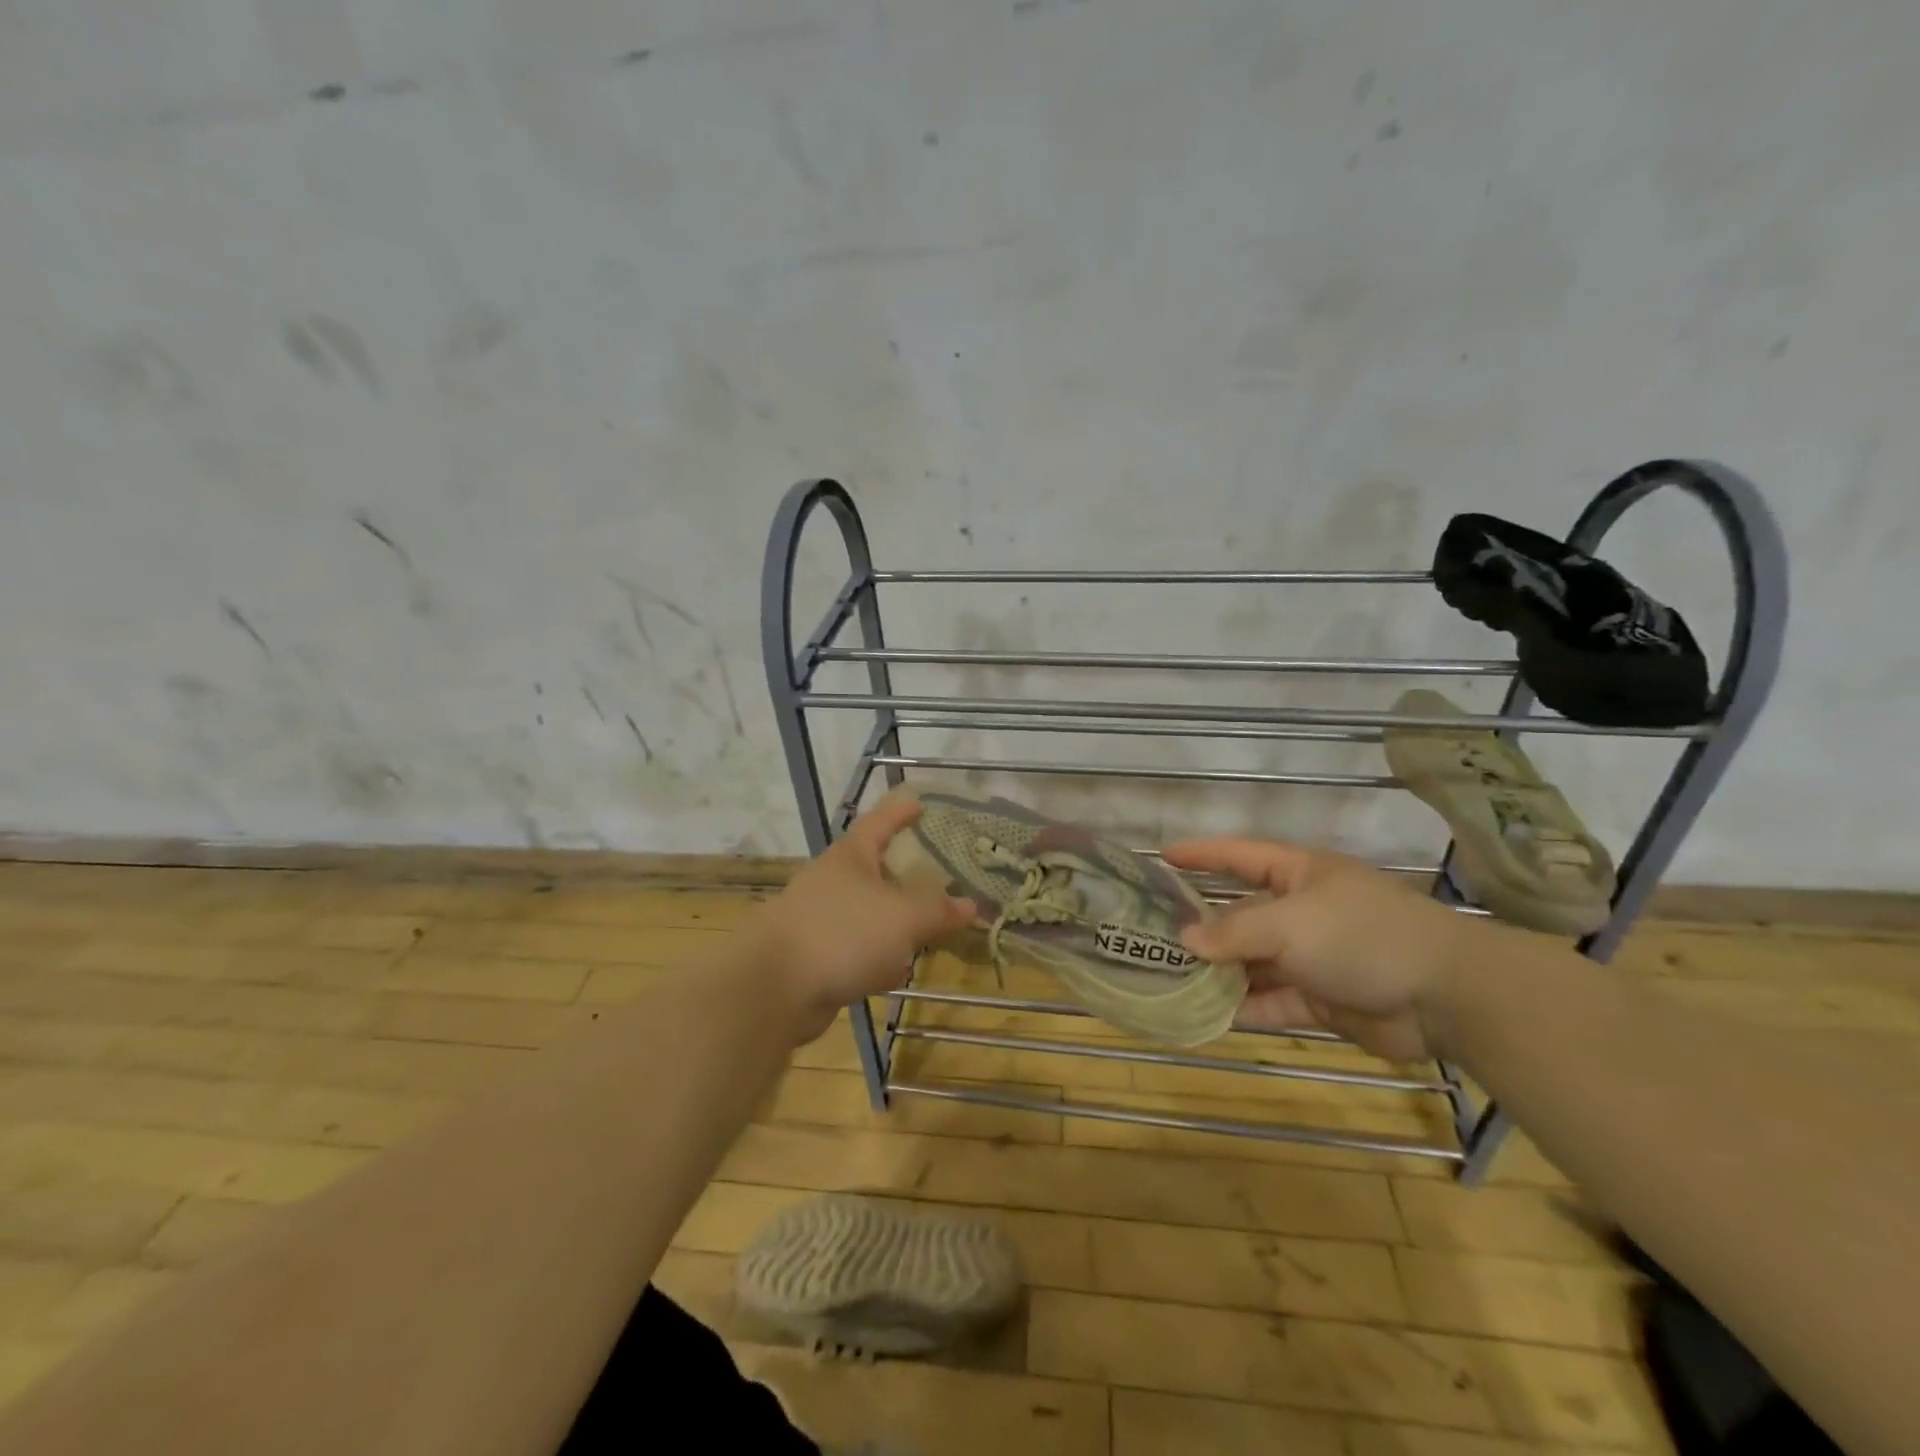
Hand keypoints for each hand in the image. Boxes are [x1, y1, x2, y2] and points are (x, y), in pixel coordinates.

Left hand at [748, 797, 974, 1042]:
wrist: (774, 988)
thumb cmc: (843, 932)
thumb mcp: (904, 917)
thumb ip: (939, 911)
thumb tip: (971, 905)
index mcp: (851, 857)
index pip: (880, 822)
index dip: (901, 812)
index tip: (921, 804)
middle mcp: (833, 882)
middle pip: (875, 870)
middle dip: (905, 876)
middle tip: (939, 878)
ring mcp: (821, 919)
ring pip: (868, 914)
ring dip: (894, 922)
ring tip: (928, 929)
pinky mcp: (815, 957)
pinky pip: (856, 950)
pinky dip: (877, 957)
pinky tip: (897, 972)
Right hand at [1161, 838, 1479, 1062]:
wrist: (1446, 997)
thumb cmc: (1361, 936)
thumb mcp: (1290, 924)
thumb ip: (1234, 932)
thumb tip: (1185, 940)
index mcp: (1298, 874)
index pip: (1239, 855)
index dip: (1201, 854)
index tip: (1161, 857)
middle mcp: (1301, 911)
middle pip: (1240, 915)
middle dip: (1201, 927)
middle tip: (1153, 938)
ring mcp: (1311, 957)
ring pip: (1252, 962)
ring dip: (1218, 973)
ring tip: (1169, 980)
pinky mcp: (1320, 999)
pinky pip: (1271, 1000)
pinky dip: (1244, 1007)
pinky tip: (1207, 1015)